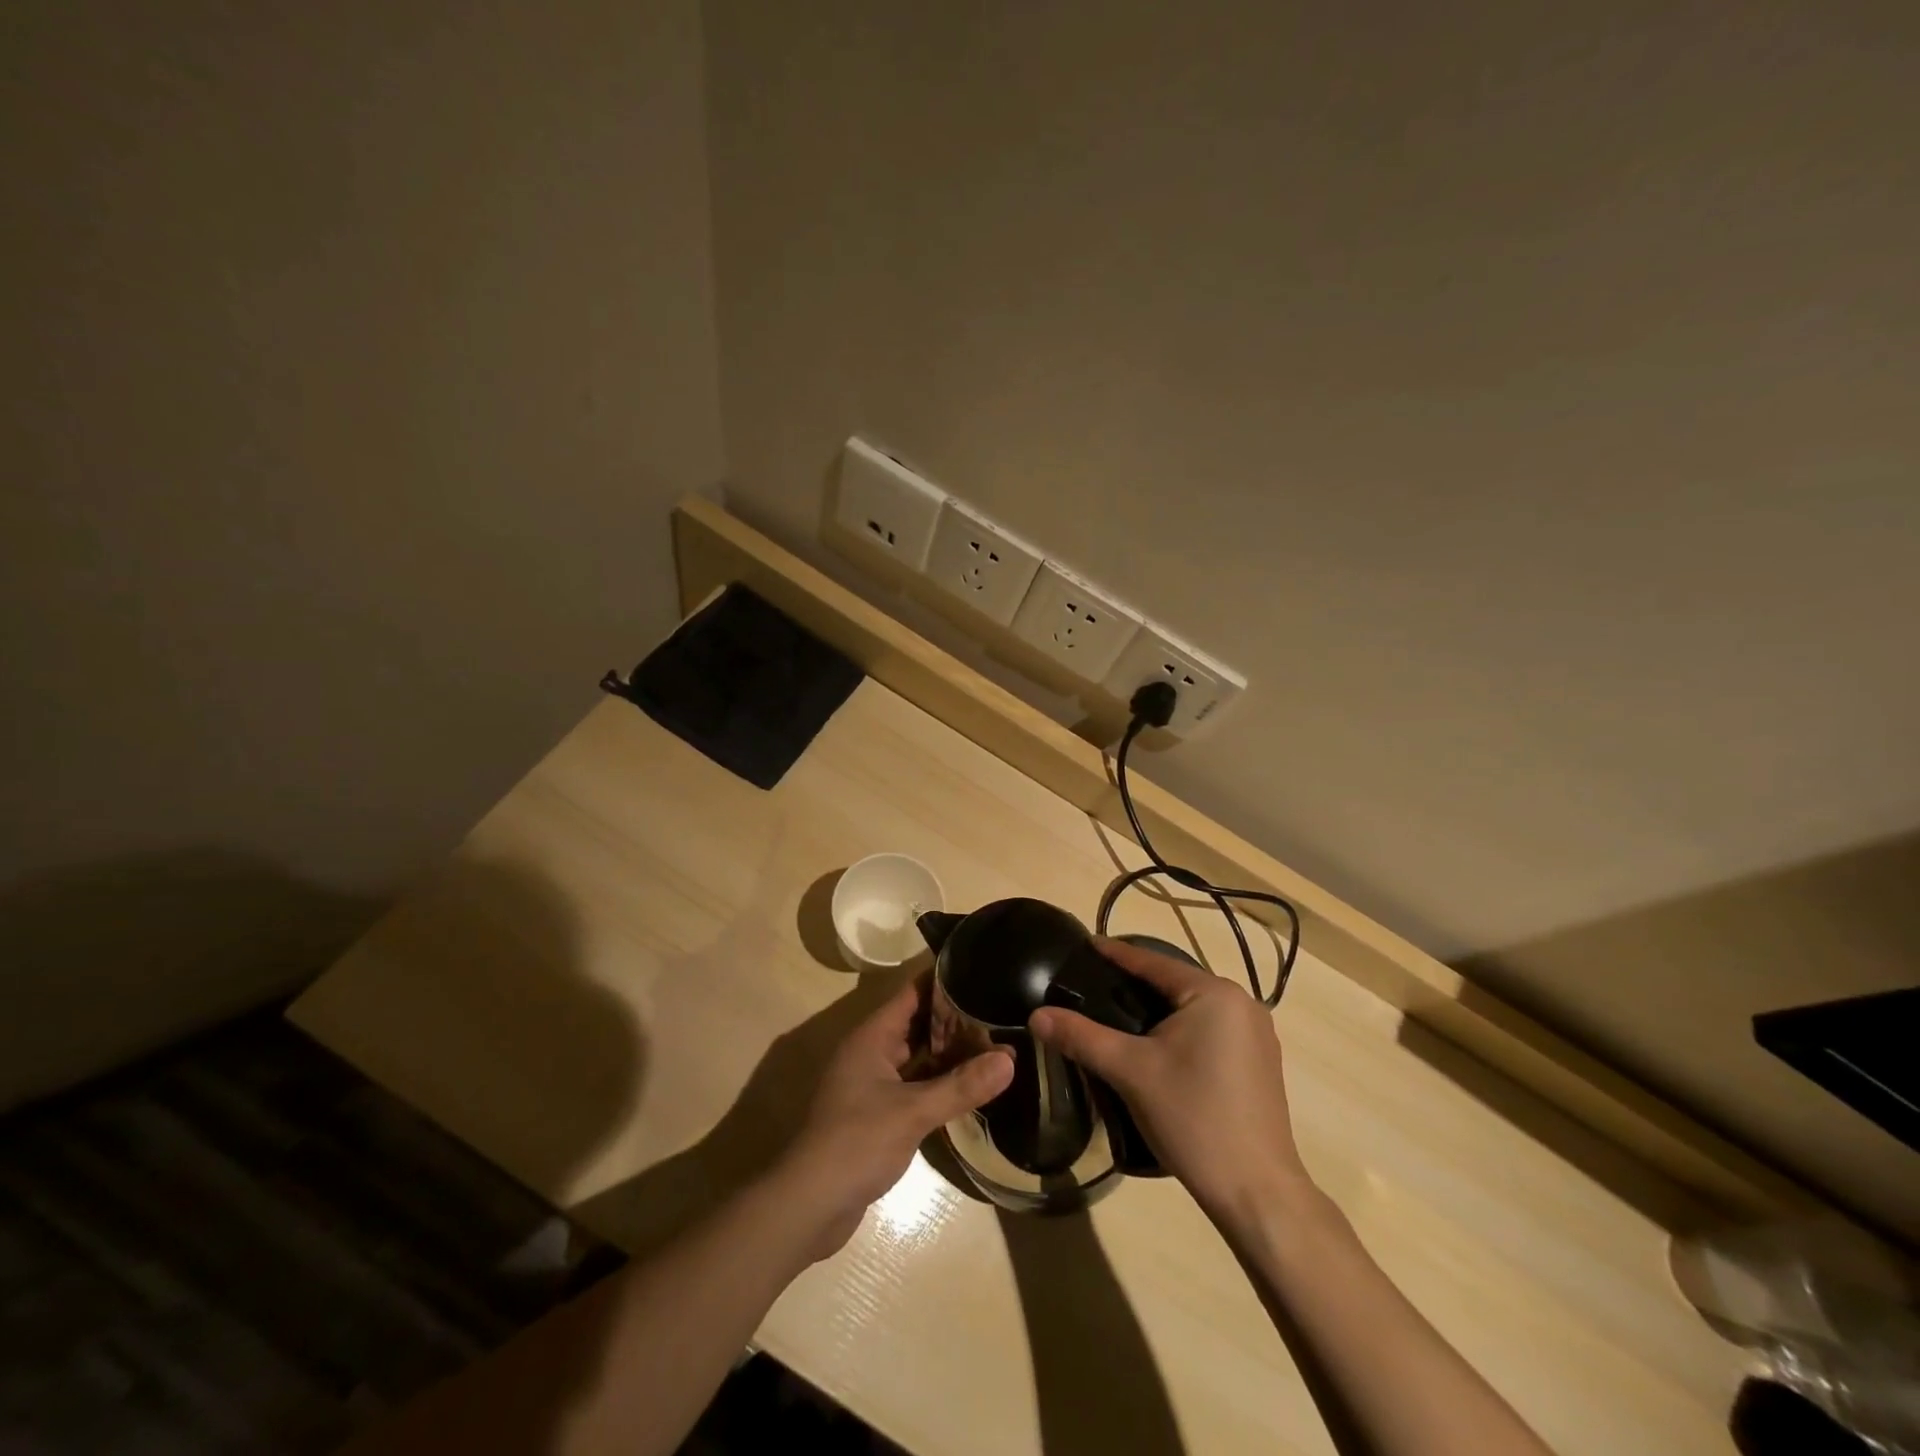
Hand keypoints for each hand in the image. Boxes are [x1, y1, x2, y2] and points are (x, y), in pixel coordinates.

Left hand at [775, 977, 1012, 1260]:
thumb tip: (1010, 1060)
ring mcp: (874, 1084)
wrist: (810, 1204)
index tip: (981, 970)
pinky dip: (941, 1082)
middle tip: (1000, 1011)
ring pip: (919, 1057)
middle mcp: (872, 1052)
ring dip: (950, 1053)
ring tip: (996, 1044)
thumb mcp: (913, 1112)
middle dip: (956, 1019)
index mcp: (873, 1036)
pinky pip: (916, 1085)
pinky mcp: (879, 1114)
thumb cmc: (857, 1142)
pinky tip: (972, 1086)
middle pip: (918, 1023)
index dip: (944, 979)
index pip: (912, 992)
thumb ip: (961, 1085)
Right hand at [1029, 937, 1312, 1223]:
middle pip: (1175, 983)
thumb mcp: (1130, 1072)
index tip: (1085, 944)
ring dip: (1157, 1008)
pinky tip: (1156, 1045)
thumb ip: (1082, 1037)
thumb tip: (1037, 1016)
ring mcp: (1257, 1035)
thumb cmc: (1193, 1118)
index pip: (1154, 962)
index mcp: (1215, 994)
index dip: (1115, 954)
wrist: (1256, 1193)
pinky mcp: (1260, 1063)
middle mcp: (1243, 1003)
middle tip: (1093, 983)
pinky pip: (1210, 1029)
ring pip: (1193, 1008)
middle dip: (1134, 982)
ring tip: (1116, 1012)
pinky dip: (1180, 1029)